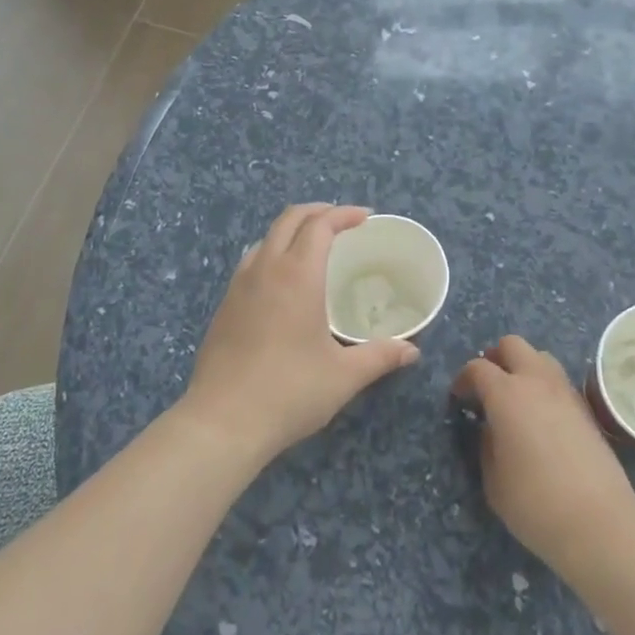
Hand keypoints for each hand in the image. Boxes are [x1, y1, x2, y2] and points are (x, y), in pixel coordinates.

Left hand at [181, 203, 420, 463]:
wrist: (222, 423)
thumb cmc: (290, 392)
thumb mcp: (344, 376)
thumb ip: (380, 356)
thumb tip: (412, 350)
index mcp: (298, 274)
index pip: (320, 225)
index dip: (344, 214)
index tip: (365, 218)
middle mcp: (266, 269)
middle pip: (289, 219)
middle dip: (318, 211)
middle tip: (342, 222)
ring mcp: (239, 286)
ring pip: (265, 237)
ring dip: (291, 230)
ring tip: (312, 247)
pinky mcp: (224, 306)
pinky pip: (251, 262)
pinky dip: (272, 253)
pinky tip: (281, 282)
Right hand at [451, 335, 634, 577]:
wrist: (599, 522)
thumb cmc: (535, 504)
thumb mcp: (493, 481)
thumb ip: (486, 445)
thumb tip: (491, 428)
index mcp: (506, 394)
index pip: (478, 367)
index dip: (464, 379)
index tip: (459, 398)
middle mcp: (536, 381)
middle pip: (512, 345)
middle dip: (495, 358)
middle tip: (487, 386)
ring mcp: (565, 391)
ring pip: (540, 356)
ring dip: (523, 367)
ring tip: (516, 397)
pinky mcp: (586, 407)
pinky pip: (558, 380)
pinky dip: (544, 385)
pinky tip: (541, 415)